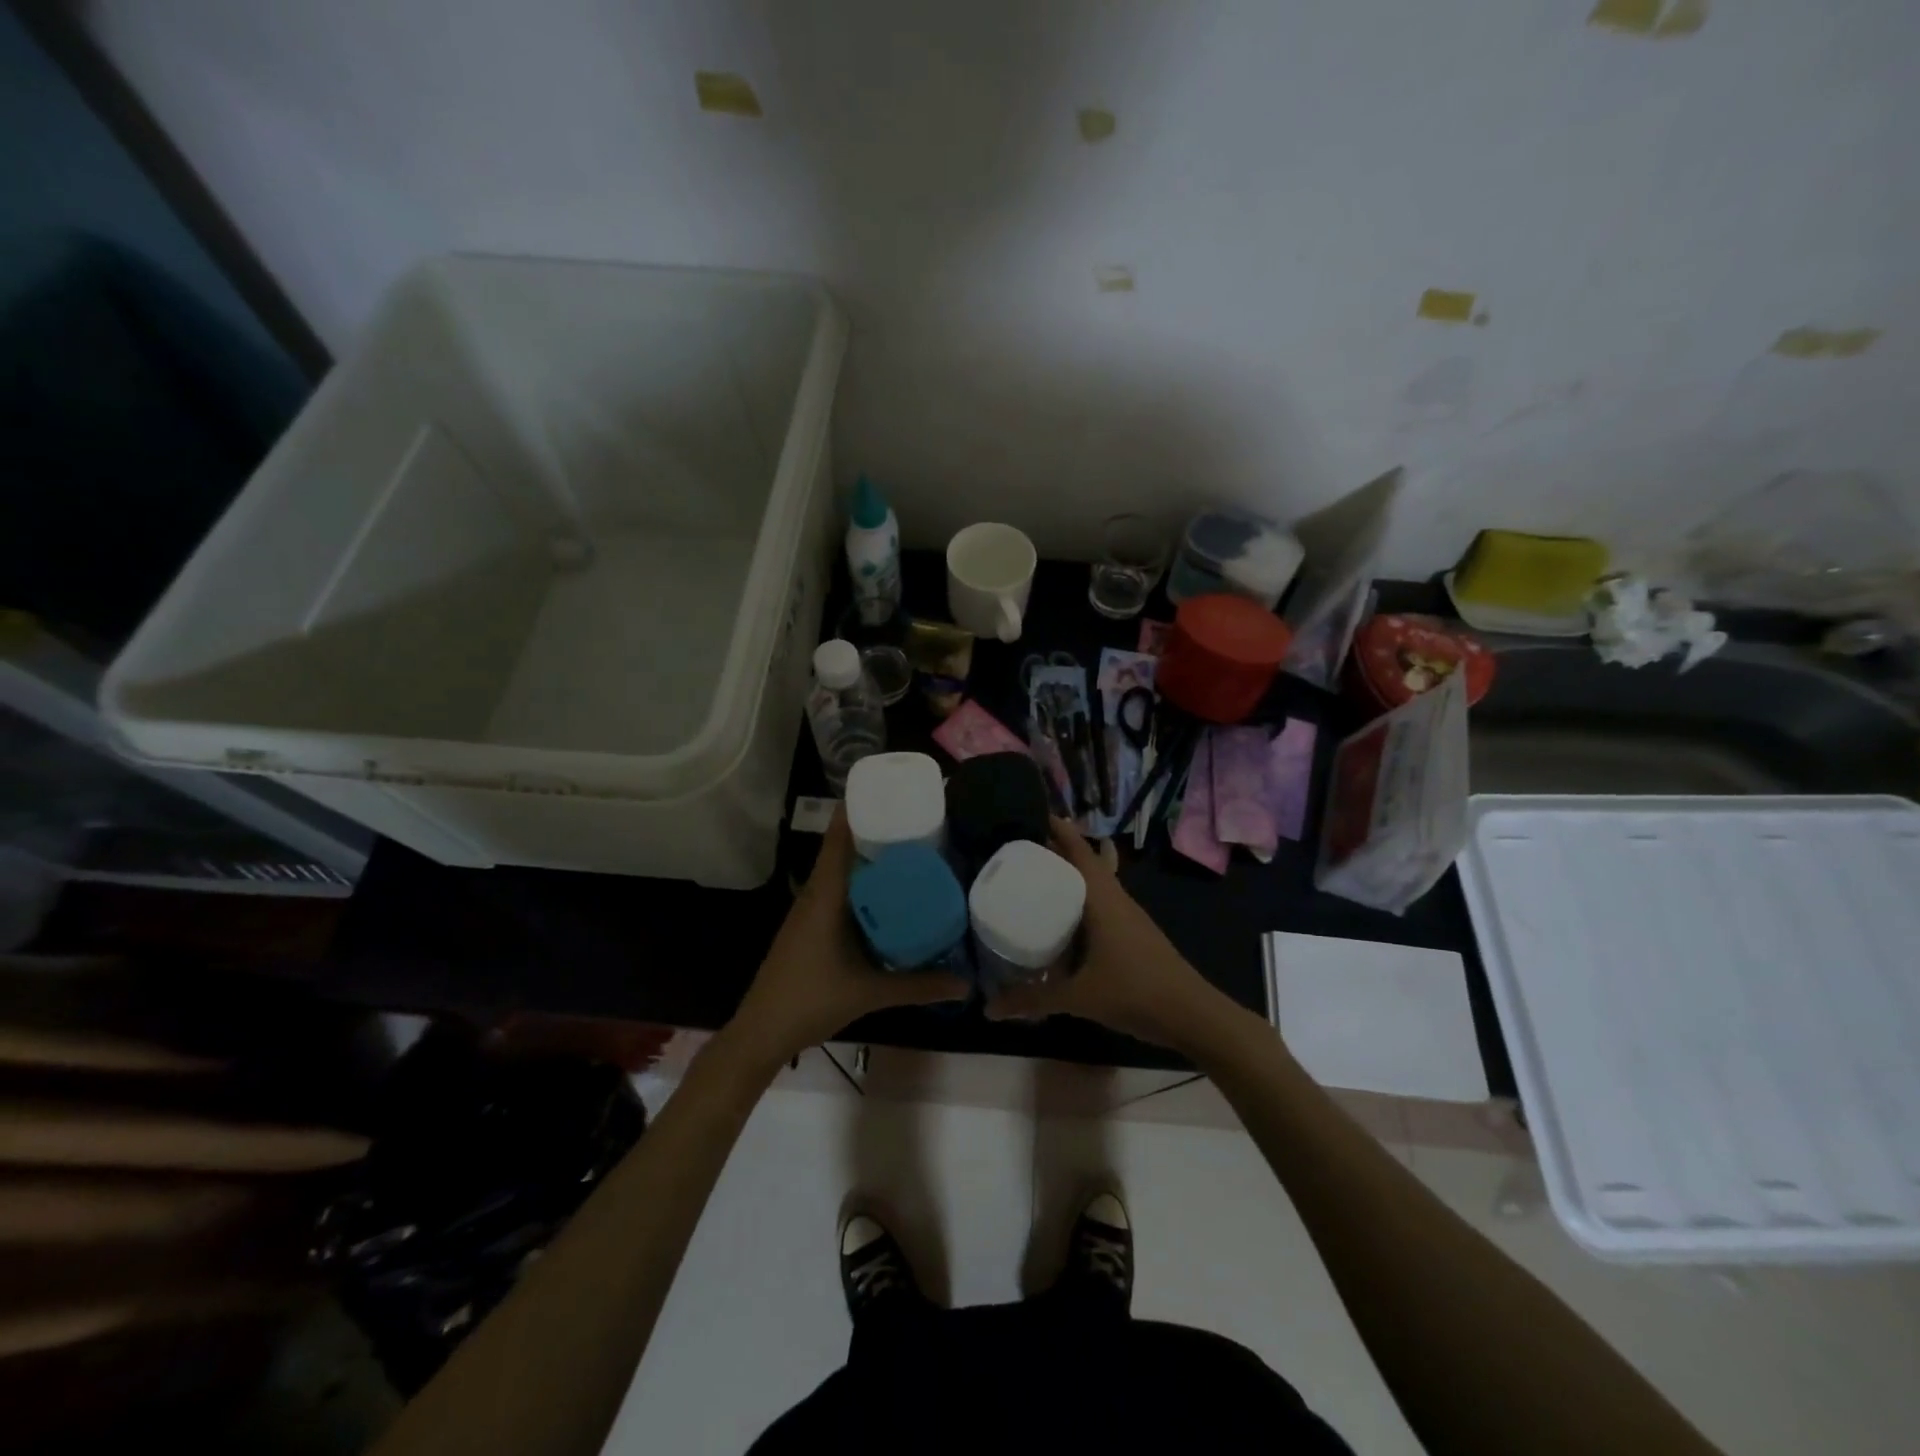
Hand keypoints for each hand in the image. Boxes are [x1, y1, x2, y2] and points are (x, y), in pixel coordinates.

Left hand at [728, 808, 967, 1067]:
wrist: (761, 1032)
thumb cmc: (810, 1001)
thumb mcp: (869, 992)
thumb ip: (918, 986)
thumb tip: (965, 984)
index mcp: (825, 895)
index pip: (839, 838)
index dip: (860, 810)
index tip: (892, 794)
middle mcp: (816, 894)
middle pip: (845, 849)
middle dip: (877, 832)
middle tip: (919, 822)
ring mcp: (810, 911)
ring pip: (843, 872)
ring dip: (870, 860)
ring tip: (912, 851)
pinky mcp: (810, 928)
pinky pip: (840, 893)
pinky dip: (863, 886)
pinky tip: (889, 897)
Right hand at [985, 820, 1222, 1050]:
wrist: (1192, 1016)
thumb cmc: (1135, 992)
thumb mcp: (1079, 997)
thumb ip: (1034, 1000)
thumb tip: (990, 1008)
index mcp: (1103, 899)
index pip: (1079, 852)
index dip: (1059, 830)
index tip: (1032, 814)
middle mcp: (1116, 900)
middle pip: (1084, 864)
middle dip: (1056, 852)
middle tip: (1019, 849)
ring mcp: (1128, 918)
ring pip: (1094, 886)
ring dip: (1069, 879)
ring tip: (1034, 880)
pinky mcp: (1132, 936)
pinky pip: (1100, 907)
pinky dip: (1079, 905)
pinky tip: (1062, 924)